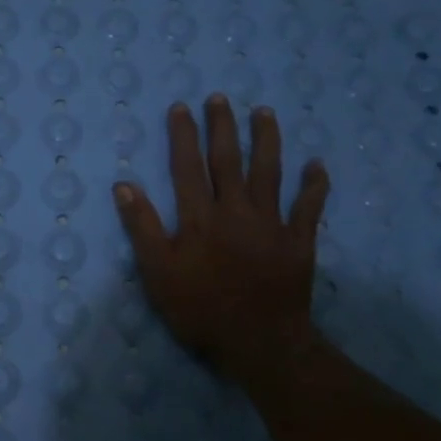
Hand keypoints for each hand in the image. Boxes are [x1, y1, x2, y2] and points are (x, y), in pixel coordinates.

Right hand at [113, 96, 330, 388]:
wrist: (259, 342)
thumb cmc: (200, 310)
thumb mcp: (158, 273)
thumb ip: (142, 228)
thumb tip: (124, 185)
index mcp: (200, 218)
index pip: (187, 168)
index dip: (183, 136)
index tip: (182, 107)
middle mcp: (236, 211)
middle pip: (228, 160)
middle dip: (223, 127)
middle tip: (221, 97)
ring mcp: (271, 224)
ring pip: (270, 172)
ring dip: (267, 140)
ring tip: (265, 113)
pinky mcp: (298, 242)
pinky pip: (309, 207)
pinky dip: (314, 185)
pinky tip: (317, 165)